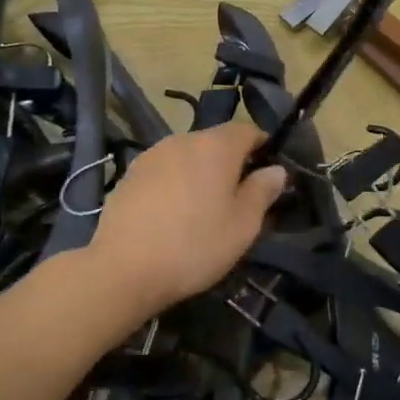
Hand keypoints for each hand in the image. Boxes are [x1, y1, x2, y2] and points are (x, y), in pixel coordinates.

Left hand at [89, 124, 287, 314]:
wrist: (123, 269)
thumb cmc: (195, 246)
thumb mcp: (243, 225)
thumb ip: (262, 191)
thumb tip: (276, 170)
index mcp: (216, 146)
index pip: (248, 130)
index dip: (263, 148)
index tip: (268, 175)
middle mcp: (182, 140)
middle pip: (215, 142)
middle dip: (230, 163)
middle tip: (238, 199)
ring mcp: (151, 156)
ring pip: (187, 157)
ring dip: (200, 174)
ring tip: (203, 209)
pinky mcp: (128, 175)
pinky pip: (164, 172)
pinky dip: (175, 185)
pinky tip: (172, 216)